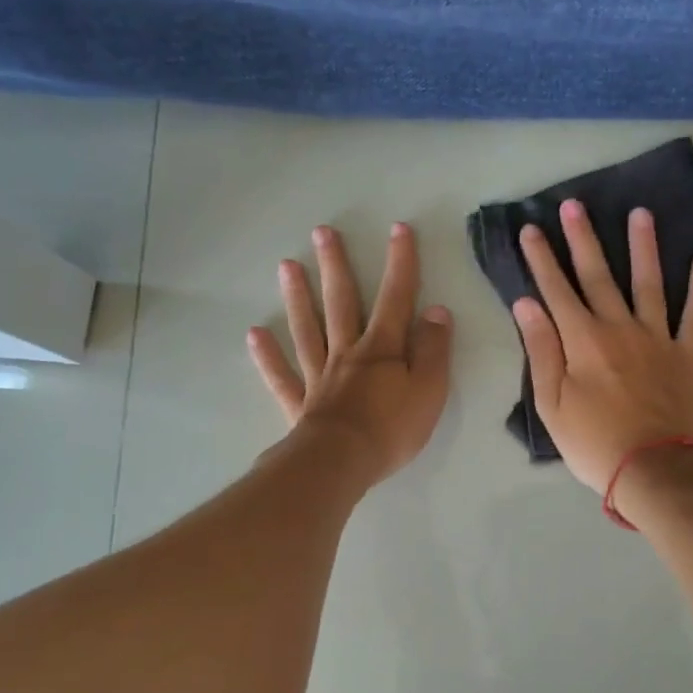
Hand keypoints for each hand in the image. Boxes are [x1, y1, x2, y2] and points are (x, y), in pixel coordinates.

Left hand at [248, 223, 453, 483]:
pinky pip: (281, 375)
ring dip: (298, 297)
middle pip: (341, 303)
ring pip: (307, 329)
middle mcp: (347, 353)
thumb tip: (437, 311)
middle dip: (335, 266)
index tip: (398, 229)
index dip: (400, 264)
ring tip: (286, 266)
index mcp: (382, 349)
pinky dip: (267, 355)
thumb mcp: (429, 389)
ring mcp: (319, 376)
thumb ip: (433, 350)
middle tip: (322, 232)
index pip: (395, 298)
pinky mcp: (300, 404)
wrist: (342, 463)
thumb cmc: (392, 428)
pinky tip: (255, 334)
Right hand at [512, 199, 692, 491]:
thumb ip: (542, 350)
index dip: (541, 259)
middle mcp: (619, 328)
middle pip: (598, 276)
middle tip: (575, 205)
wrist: (653, 470)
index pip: (556, 290)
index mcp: (582, 340)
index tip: (530, 229)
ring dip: (643, 247)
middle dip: (583, 239)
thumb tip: (526, 304)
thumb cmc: (593, 443)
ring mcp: (657, 338)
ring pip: (649, 283)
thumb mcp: (552, 404)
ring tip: (640, 213)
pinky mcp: (686, 355)